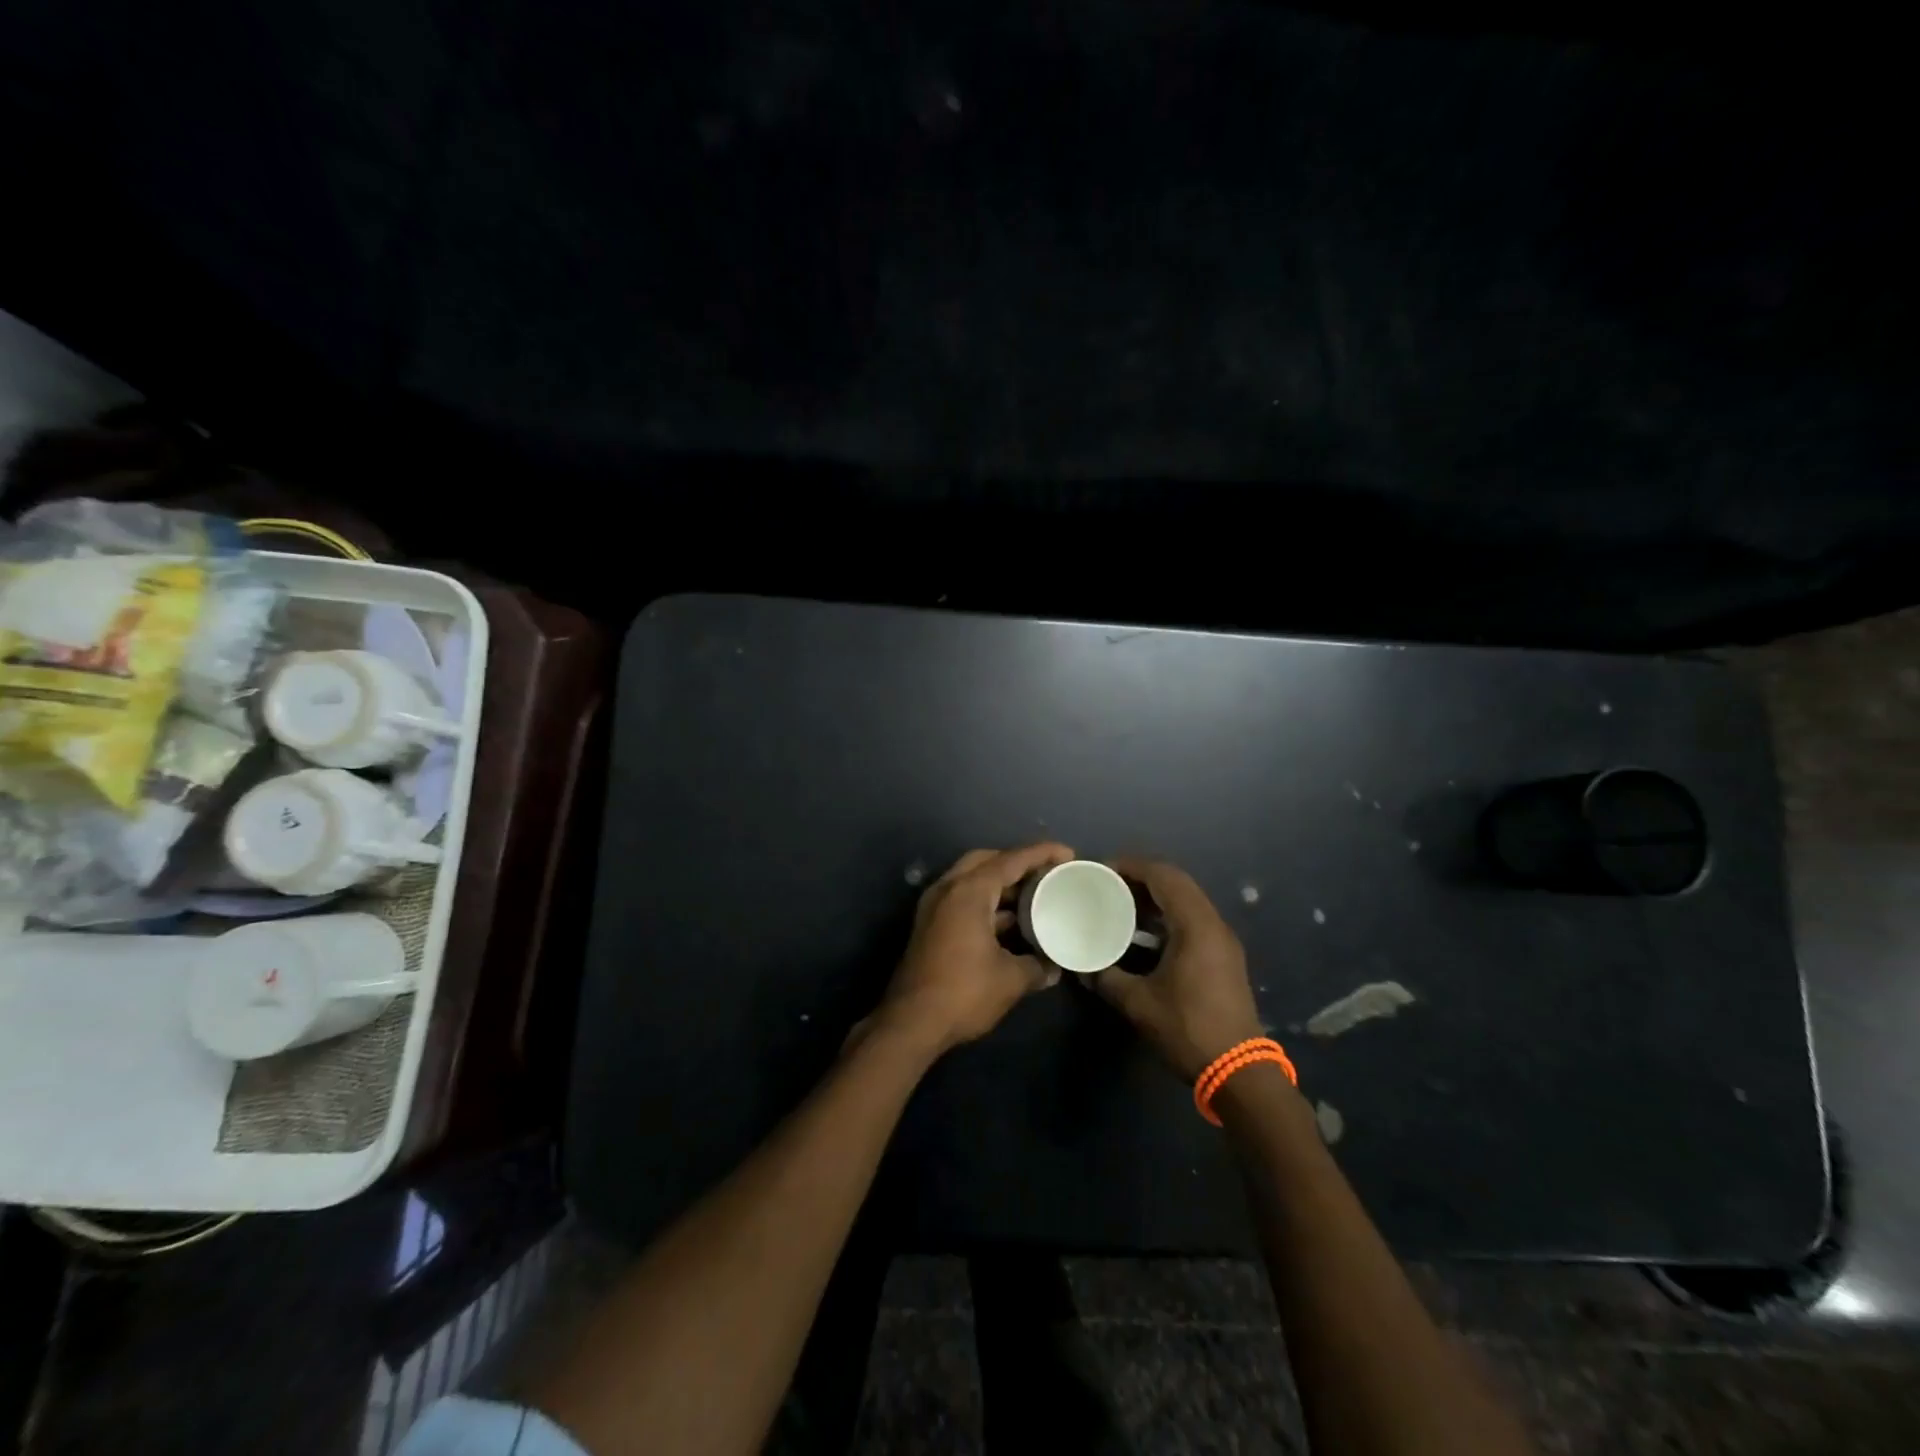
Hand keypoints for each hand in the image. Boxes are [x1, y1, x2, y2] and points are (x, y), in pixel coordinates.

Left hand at [873, 842, 1075, 1055]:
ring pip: (972, 881)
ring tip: (1034, 897)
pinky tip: (1011, 924)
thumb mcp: (1010, 979)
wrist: (911, 1023)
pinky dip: (987, 904)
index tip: (1068, 854)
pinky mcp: (930, 926)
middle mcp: (948, 889)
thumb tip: (1054, 968)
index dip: (1041, 854)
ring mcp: (935, 907)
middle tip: (1046, 873)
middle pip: (986, 861)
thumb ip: (1037, 967)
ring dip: (1001, 886)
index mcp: (968, 891)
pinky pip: (963, 900)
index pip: (1010, 860)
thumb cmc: (963, 992)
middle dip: (1017, 863)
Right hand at [1091, 857, 1265, 1080]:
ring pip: (1187, 900)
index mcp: (1195, 926)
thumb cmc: (1188, 1030)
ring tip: (1121, 904)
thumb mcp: (1138, 1003)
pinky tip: (1143, 931)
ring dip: (1155, 896)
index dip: (1132, 866)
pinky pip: (1193, 919)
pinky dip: (1167, 914)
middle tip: (1108, 884)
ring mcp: (1222, 940)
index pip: (1163, 876)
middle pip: (1177, 883)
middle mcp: (1214, 924)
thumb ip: (1106, 977)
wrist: (1239, 1072)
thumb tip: (1082, 966)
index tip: (1102, 870)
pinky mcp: (1224, 956)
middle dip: (1141, 877)